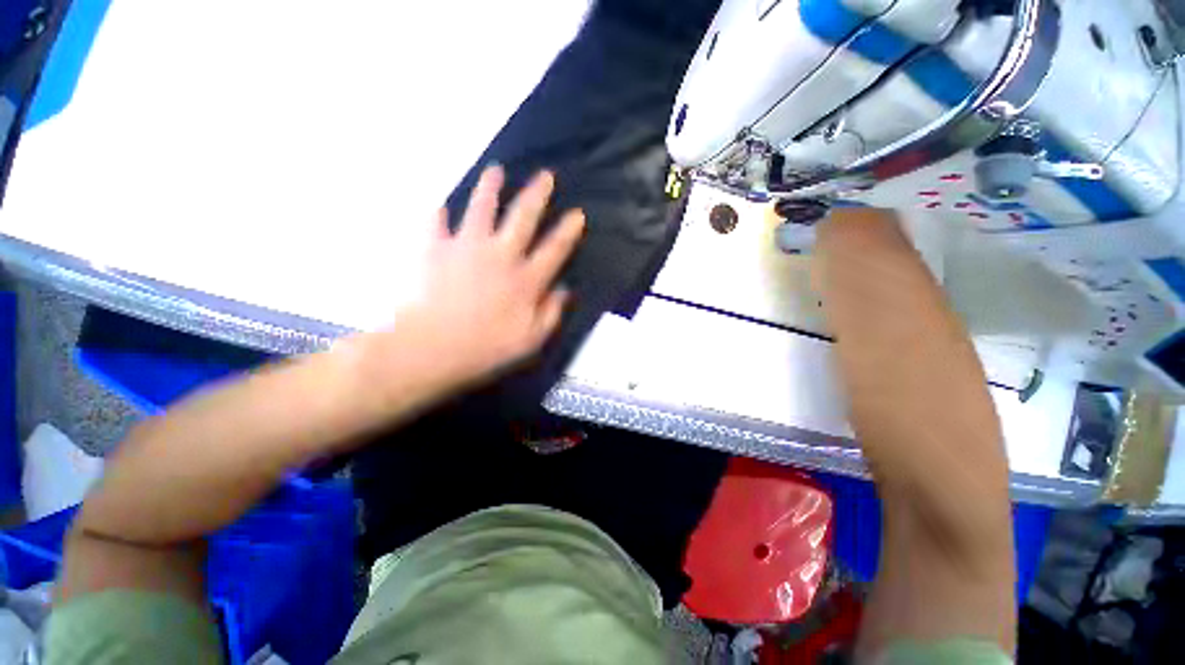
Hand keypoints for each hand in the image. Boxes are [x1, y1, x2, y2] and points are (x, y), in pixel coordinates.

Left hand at [393, 166, 584, 393]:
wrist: (430, 347)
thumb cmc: (485, 347)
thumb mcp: (530, 340)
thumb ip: (551, 313)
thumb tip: (564, 290)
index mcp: (525, 279)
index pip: (555, 249)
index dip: (568, 230)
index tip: (577, 214)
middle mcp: (500, 255)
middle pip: (523, 217)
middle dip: (537, 194)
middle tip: (545, 175)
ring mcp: (466, 247)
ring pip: (482, 207)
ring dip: (490, 187)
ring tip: (496, 170)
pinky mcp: (435, 248)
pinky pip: (436, 222)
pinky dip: (439, 211)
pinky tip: (440, 203)